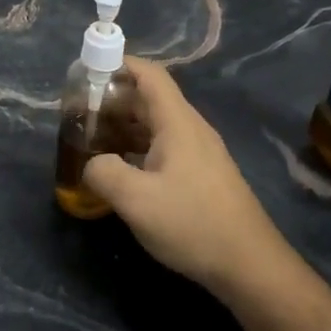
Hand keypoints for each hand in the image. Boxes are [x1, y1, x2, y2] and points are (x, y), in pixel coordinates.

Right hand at [83, 58, 287, 293]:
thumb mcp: (135, 200)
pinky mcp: (202, 175)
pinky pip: (164, 146)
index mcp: (177, 123)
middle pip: (149, 98)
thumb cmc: (192, 224)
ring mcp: (199, 153)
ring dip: (124, 125)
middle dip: (113, 98)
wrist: (250, 266)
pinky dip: (137, 146)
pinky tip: (121, 169)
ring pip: (156, 124)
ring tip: (93, 138)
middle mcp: (190, 129)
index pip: (149, 74)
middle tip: (80, 113)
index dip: (118, 63)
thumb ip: (103, 173)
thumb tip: (92, 164)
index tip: (86, 71)